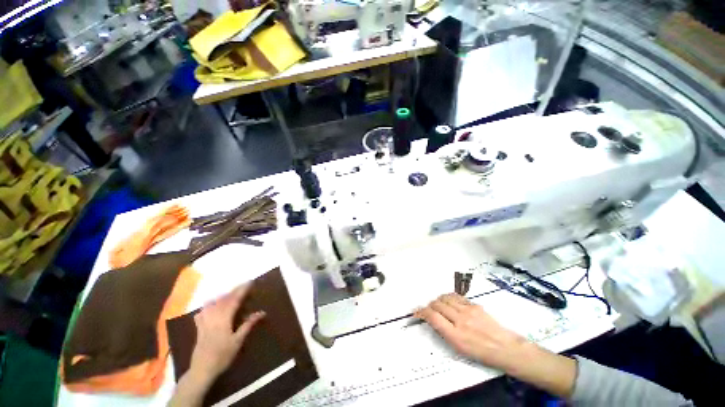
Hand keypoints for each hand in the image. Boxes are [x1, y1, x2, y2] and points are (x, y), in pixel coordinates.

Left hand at [189, 284, 265, 381]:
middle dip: (234, 291)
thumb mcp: (238, 341)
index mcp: (224, 319)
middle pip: (223, 299)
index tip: (250, 282)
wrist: (202, 370)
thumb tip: (262, 312)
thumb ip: (248, 324)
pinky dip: (207, 306)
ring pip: (212, 304)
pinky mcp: (198, 328)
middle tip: (243, 285)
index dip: (242, 290)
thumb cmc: (222, 356)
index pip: (234, 300)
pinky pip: (201, 312)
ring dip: (221, 296)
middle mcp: (213, 317)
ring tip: (229, 294)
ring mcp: (204, 322)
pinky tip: (210, 307)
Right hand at [415, 293, 575, 397]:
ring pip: (445, 298)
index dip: (421, 312)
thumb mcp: (460, 349)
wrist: (506, 348)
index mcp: (455, 335)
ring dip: (437, 300)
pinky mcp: (474, 305)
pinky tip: (449, 301)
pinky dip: (448, 297)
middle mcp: (460, 320)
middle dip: (429, 305)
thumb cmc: (482, 353)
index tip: (416, 312)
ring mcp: (468, 310)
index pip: (432, 317)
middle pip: (437, 304)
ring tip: (437, 304)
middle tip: (428, 310)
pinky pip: (456, 296)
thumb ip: (445, 332)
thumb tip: (433, 319)